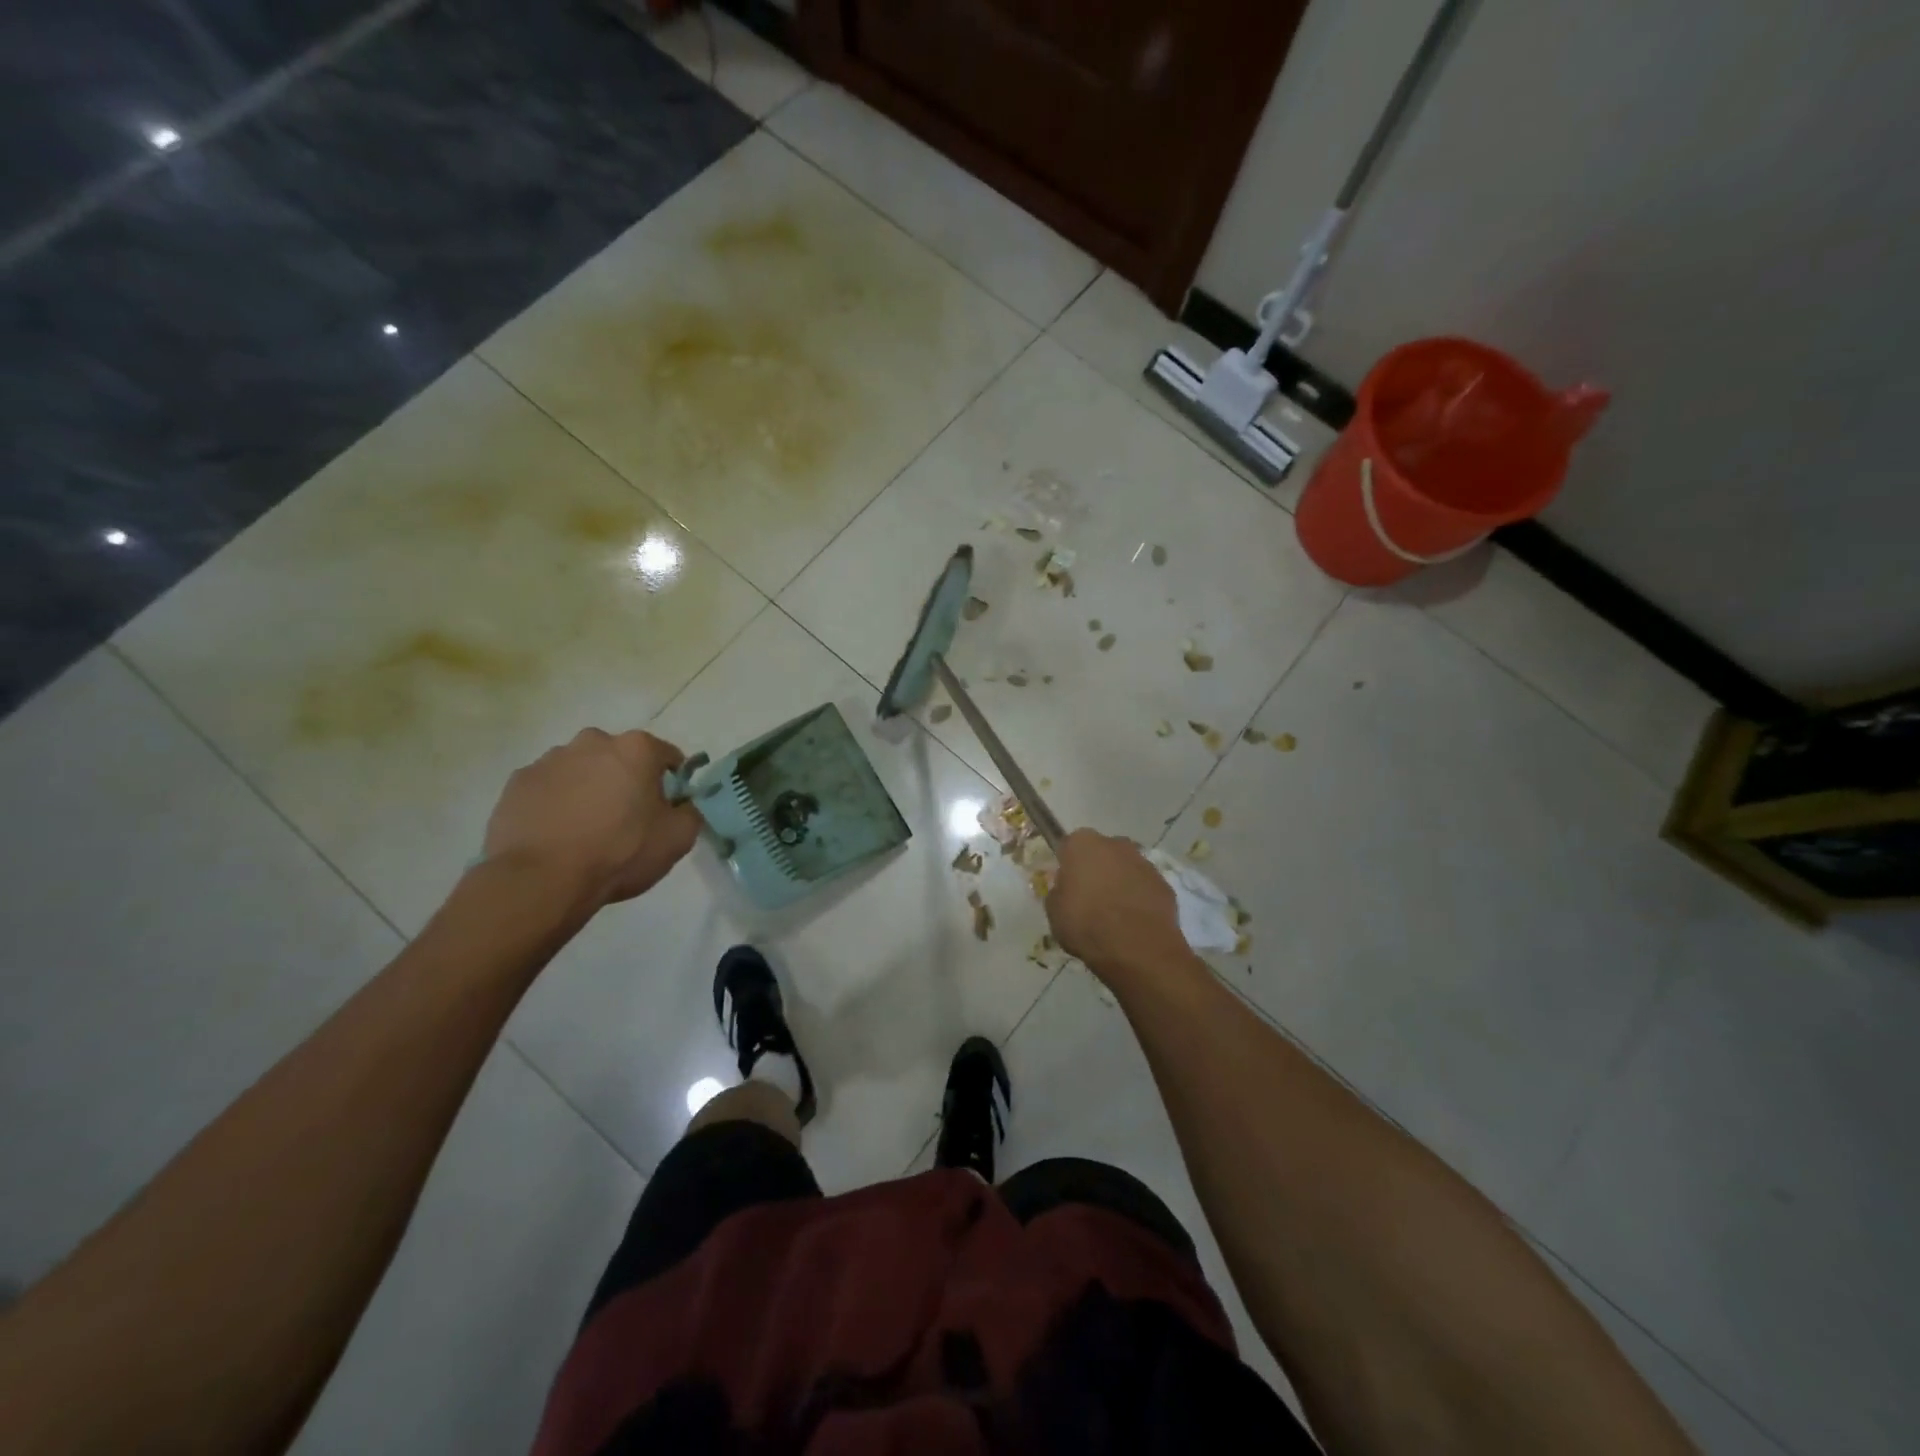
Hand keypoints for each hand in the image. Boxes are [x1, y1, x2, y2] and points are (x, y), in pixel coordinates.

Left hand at [482, 729, 701, 910]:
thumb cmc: (620, 853)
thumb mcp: (678, 838)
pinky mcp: (517, 783)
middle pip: (619, 758)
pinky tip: (557, 834)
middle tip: (626, 818)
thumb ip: (690, 813)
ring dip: (588, 789)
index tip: (668, 807)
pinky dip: (556, 803)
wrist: (541, 880)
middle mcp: (592, 742)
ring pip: (581, 770)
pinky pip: (548, 788)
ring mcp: (549, 760)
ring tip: (586, 829)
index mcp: (636, 749)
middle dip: (625, 780)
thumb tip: (683, 806)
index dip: (672, 781)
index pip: (667, 755)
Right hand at [1045, 829, 1190, 979]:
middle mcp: (1115, 844)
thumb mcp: (1054, 911)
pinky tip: (1133, 922)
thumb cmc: (1086, 924)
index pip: (1070, 846)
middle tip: (1089, 898)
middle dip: (1096, 869)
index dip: (1067, 865)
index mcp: (1082, 844)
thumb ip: (1059, 892)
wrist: (1137, 948)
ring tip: (1114, 914)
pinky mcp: (1164, 883)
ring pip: (1125, 868)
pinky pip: (1144, 887)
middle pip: (1101, 852)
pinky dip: (1139, 898)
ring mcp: (1144, 862)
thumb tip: (1067, 890)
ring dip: (1120, 883)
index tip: (1067, 885)